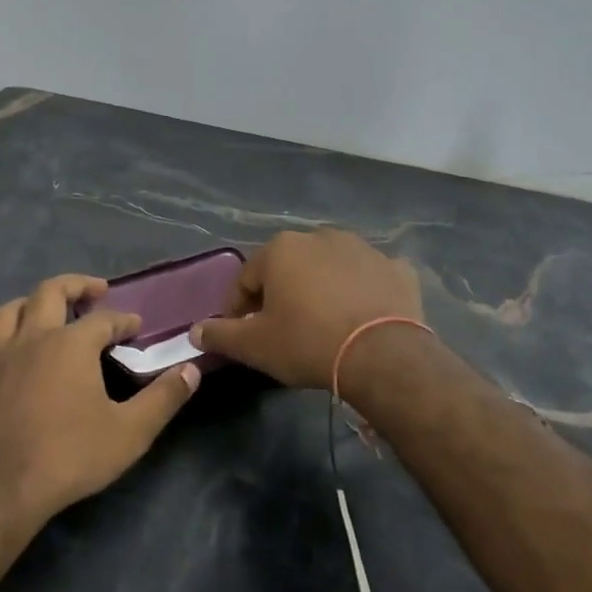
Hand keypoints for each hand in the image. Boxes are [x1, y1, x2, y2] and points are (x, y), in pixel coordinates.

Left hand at [0, 274, 199, 528]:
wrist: (3, 494)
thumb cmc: (71, 457)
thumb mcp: (132, 431)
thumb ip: (165, 398)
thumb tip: (191, 369)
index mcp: (71, 345)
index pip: (103, 319)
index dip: (123, 319)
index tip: (136, 326)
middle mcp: (32, 341)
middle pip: (48, 293)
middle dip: (74, 285)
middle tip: (93, 290)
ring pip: (4, 315)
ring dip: (24, 306)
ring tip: (40, 310)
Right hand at [192, 230, 422, 393]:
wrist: (383, 355)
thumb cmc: (309, 343)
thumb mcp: (256, 346)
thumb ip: (222, 335)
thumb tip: (195, 331)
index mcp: (281, 249)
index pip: (247, 278)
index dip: (239, 307)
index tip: (241, 332)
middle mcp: (320, 236)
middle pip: (289, 267)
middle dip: (281, 293)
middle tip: (281, 327)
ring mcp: (362, 248)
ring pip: (330, 267)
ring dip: (321, 287)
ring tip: (323, 322)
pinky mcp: (396, 267)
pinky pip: (370, 276)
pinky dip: (363, 289)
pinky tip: (364, 313)